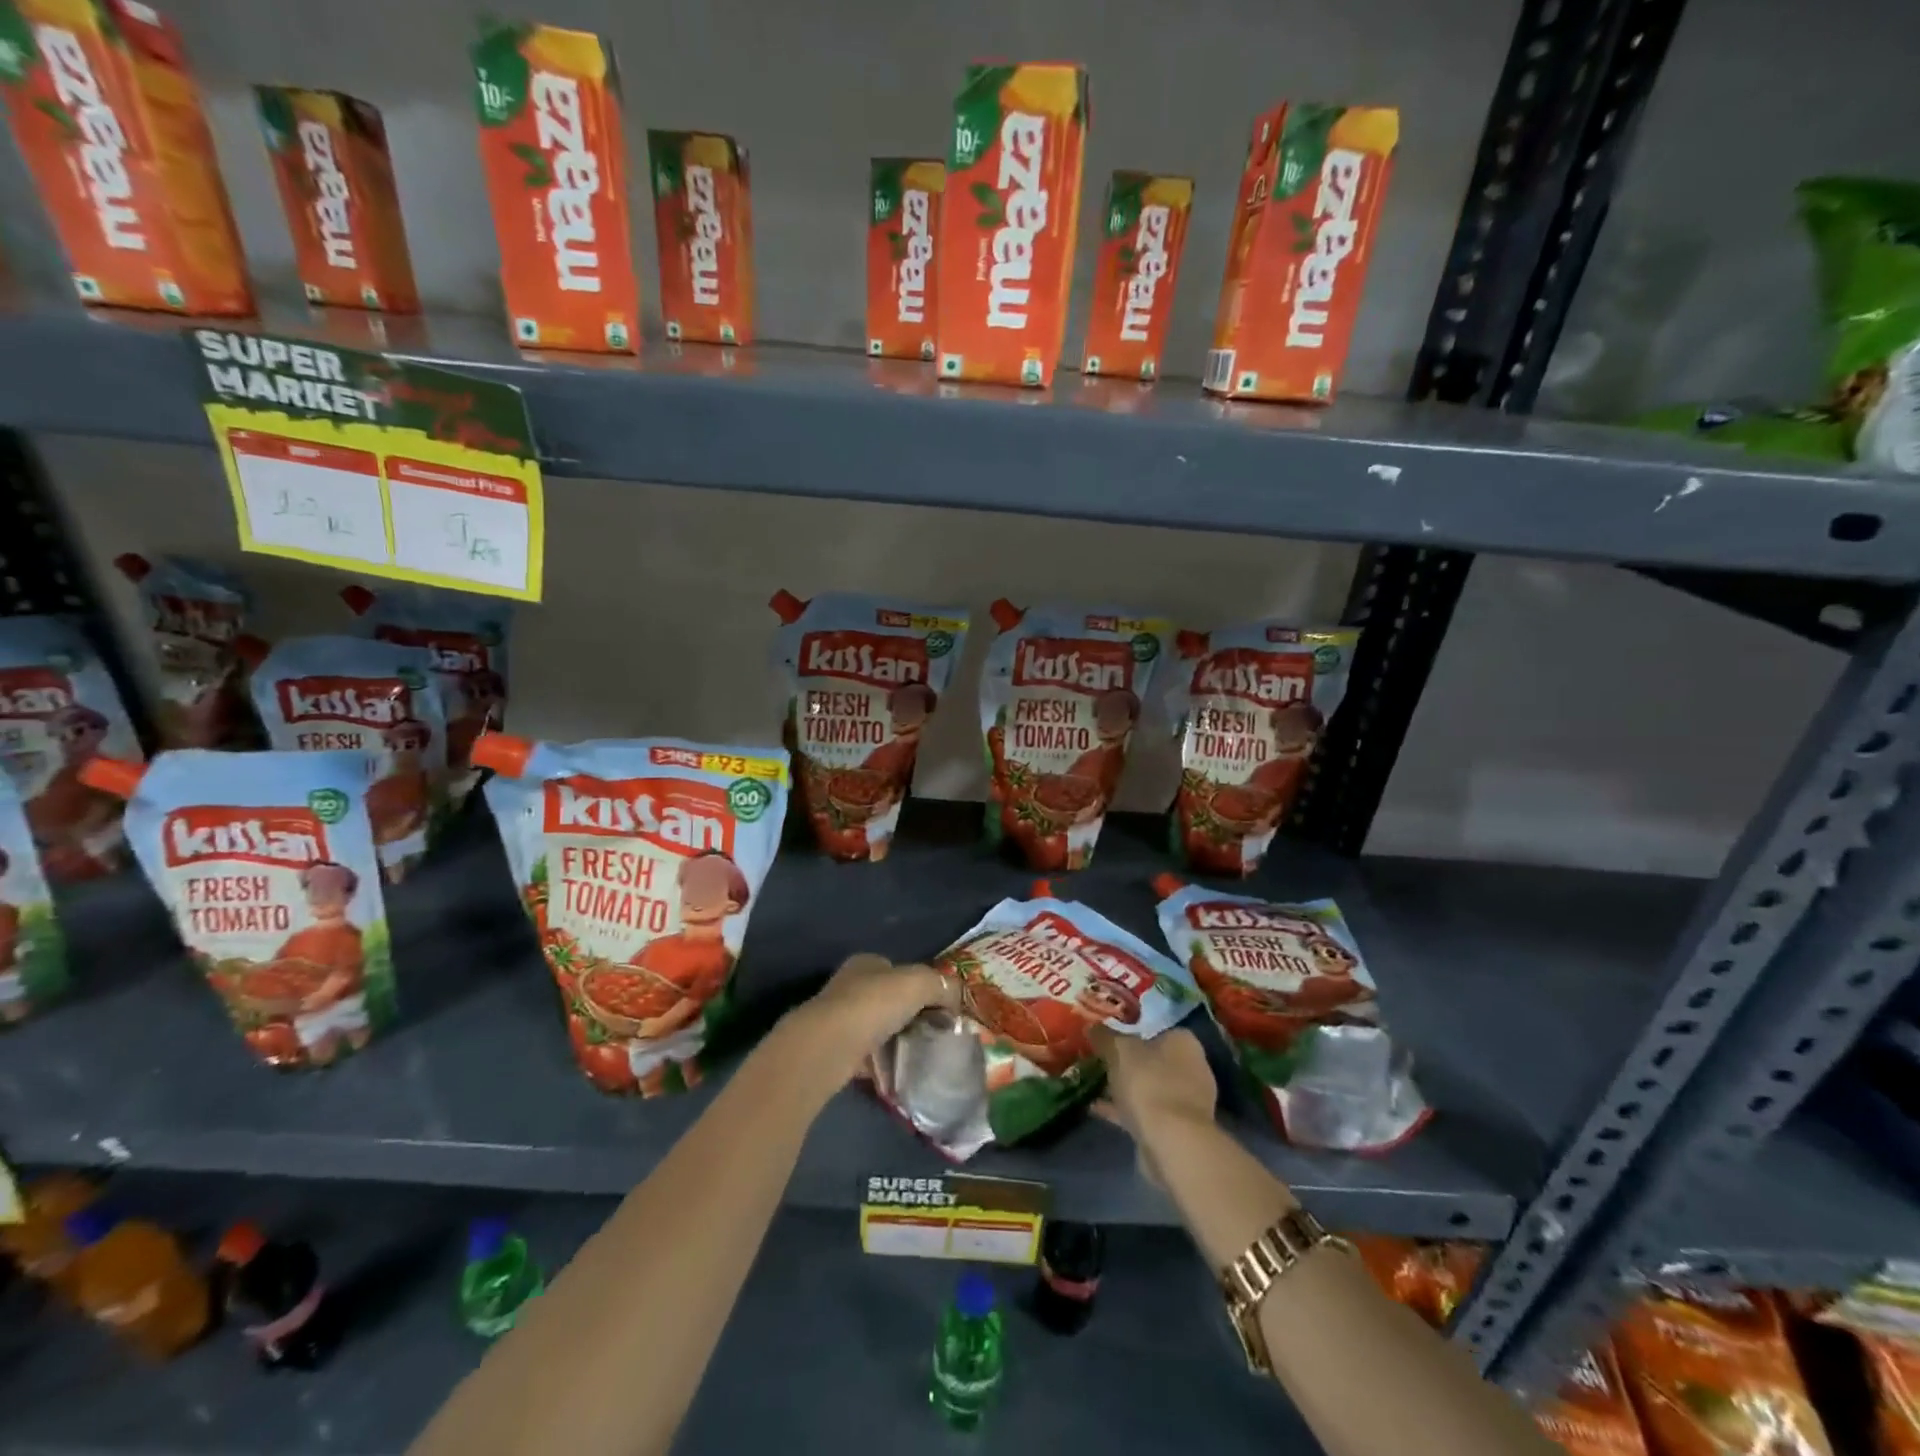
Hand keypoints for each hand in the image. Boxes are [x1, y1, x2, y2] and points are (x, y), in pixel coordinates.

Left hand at [790, 953, 955, 1076]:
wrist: (830, 1046)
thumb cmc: (874, 1004)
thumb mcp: (919, 983)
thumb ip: (942, 985)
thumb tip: (956, 999)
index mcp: (867, 963)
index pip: (900, 970)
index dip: (923, 987)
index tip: (942, 1009)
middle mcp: (850, 985)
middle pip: (890, 999)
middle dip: (911, 1014)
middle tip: (935, 1034)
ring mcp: (839, 1019)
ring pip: (878, 1027)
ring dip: (897, 1039)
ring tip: (921, 1055)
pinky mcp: (835, 1050)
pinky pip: (868, 1055)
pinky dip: (883, 1062)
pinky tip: (899, 1072)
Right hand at [1089, 1025, 1217, 1149]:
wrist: (1172, 1143)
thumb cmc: (1149, 1083)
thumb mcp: (1118, 1050)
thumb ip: (1104, 1036)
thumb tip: (1092, 1025)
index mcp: (1184, 1042)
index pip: (1156, 1029)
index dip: (1131, 1031)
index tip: (1108, 1037)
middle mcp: (1192, 1068)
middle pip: (1153, 1059)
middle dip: (1128, 1062)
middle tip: (1100, 1061)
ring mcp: (1187, 1101)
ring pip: (1149, 1087)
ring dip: (1125, 1087)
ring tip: (1095, 1084)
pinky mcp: (1177, 1129)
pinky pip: (1146, 1112)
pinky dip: (1124, 1110)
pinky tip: (1097, 1109)